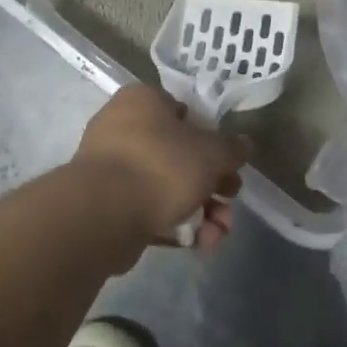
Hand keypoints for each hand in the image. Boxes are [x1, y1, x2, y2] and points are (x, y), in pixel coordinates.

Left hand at [74, 85, 247, 251]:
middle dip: (212, 185)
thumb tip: (242, 145)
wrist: (104, 214)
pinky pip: (150, 211)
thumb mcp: (211, 152)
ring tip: (218, 234)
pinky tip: (199, 244)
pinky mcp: (108, 206)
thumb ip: (232, 148)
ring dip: (201, 211)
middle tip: (230, 199)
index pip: (182, 111)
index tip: (227, 161)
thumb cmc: (161, 165)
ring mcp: (112, 170)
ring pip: (167, 188)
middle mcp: (122, 130)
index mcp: (142, 102)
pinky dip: (176, 226)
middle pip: (179, 155)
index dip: (210, 137)